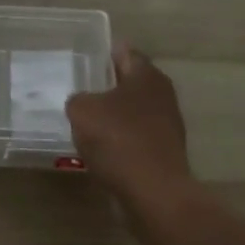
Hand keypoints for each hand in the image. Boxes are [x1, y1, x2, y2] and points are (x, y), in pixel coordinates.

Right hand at [66, 44, 191, 192]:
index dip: (105, 53)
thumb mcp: (82, 111)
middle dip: (107, 85)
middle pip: (130, 82)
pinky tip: (100, 148)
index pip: (125, 52)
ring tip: (85, 120)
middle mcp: (162, 94)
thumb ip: (77, 99)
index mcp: (146, 75)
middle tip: (79, 89)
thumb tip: (81, 103)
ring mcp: (167, 125)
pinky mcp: (164, 152)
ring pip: (133, 111)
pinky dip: (119, 138)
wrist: (153, 191)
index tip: (85, 58)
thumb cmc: (118, 139)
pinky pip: (135, 136)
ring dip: (113, 114)